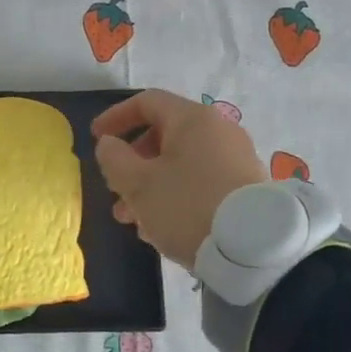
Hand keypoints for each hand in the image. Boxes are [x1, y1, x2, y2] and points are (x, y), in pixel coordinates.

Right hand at [91, 89, 264, 269]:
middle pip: (164, 135)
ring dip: (150, 185)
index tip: (96, 138)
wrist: (253, 249)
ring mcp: (236, 159)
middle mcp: (218, 130)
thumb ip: (114, 158)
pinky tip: (161, 228)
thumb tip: (109, 144)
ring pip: (181, 163)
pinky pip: (200, 181)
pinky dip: (175, 195)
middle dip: (133, 162)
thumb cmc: (187, 205)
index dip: (116, 117)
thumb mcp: (138, 184)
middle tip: (115, 189)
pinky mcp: (246, 188)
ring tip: (132, 220)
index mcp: (192, 119)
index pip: (147, 102)